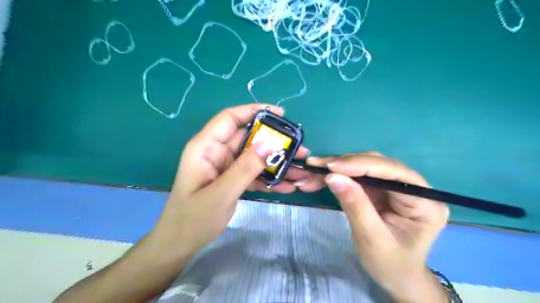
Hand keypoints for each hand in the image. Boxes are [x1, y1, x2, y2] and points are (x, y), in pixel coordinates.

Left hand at [150, 105, 306, 259]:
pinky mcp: (231, 180)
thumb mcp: (221, 193)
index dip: (254, 111)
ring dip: (276, 163)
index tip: (280, 114)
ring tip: (300, 170)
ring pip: (254, 157)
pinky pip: (253, 174)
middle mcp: (216, 153)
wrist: (180, 245)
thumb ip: (245, 168)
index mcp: (205, 147)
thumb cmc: (192, 220)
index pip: (230, 118)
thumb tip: (271, 143)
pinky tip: (287, 187)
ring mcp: (225, 167)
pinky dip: (269, 179)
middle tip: (299, 148)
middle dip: (274, 143)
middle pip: (248, 138)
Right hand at [302, 154, 449, 302]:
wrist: (396, 277)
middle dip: (344, 164)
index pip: (393, 172)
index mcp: (425, 202)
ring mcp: (397, 187)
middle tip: (315, 165)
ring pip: (365, 167)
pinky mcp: (382, 190)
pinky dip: (339, 176)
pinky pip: (358, 176)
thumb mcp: (371, 239)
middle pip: (377, 164)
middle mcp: (414, 188)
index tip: (330, 166)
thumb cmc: (390, 265)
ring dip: (338, 168)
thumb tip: (333, 177)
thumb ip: (355, 205)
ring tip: (314, 171)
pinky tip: (322, 177)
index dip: (361, 164)